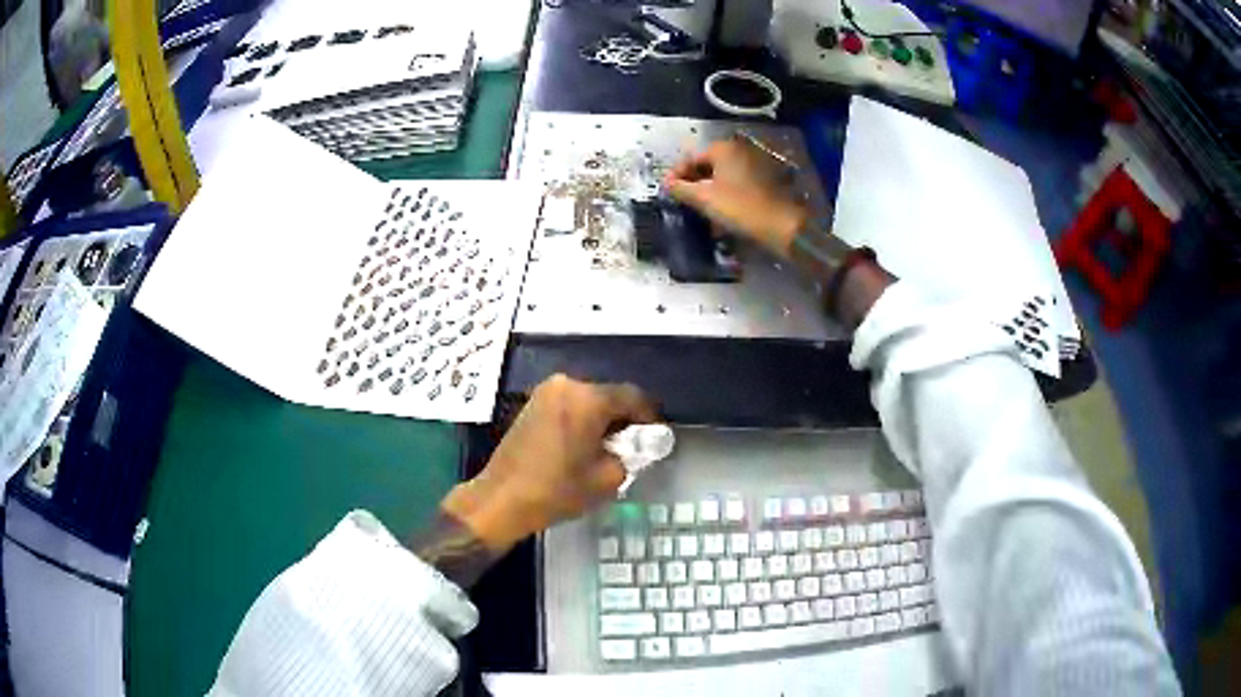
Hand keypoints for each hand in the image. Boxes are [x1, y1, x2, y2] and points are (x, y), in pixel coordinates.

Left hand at [442, 375, 657, 552]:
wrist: (502, 498)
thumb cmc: (557, 489)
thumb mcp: (608, 478)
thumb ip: (631, 455)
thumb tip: (637, 445)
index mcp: (588, 399)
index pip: (632, 396)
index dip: (649, 416)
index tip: (656, 436)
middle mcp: (567, 385)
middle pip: (608, 395)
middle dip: (624, 418)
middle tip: (633, 444)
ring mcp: (545, 392)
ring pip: (588, 400)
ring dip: (602, 419)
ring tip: (608, 447)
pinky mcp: (532, 404)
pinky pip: (569, 405)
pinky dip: (582, 420)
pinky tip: (583, 444)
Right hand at [664, 137, 809, 256]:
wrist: (780, 224)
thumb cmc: (739, 207)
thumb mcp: (703, 198)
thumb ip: (680, 189)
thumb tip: (666, 184)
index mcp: (723, 148)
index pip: (691, 159)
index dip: (677, 176)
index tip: (668, 193)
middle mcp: (739, 150)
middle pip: (708, 166)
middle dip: (694, 184)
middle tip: (684, 203)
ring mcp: (755, 163)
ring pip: (723, 176)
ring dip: (710, 192)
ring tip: (701, 211)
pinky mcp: (765, 179)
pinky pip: (737, 183)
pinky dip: (726, 195)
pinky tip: (721, 212)